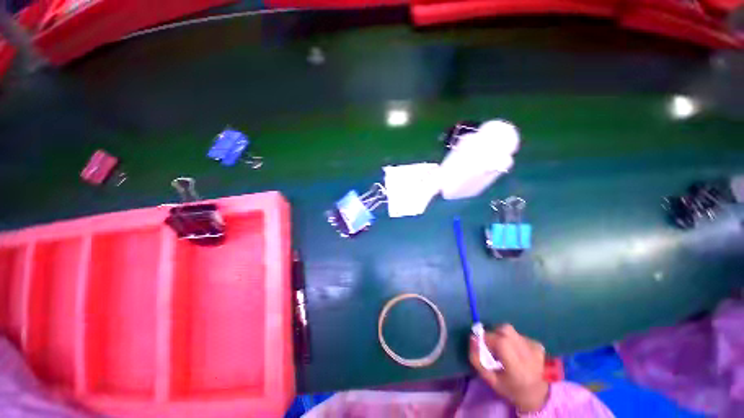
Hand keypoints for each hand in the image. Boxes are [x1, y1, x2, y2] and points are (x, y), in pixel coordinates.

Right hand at [469, 324, 548, 412]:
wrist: (538, 395)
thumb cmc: (510, 388)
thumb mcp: (490, 379)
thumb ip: (476, 359)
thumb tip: (472, 337)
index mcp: (518, 368)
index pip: (501, 342)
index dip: (488, 338)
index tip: (482, 344)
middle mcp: (529, 355)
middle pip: (505, 330)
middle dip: (494, 334)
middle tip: (492, 345)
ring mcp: (536, 348)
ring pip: (510, 330)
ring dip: (502, 336)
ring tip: (504, 350)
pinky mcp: (538, 344)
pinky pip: (518, 334)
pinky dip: (512, 339)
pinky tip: (515, 352)